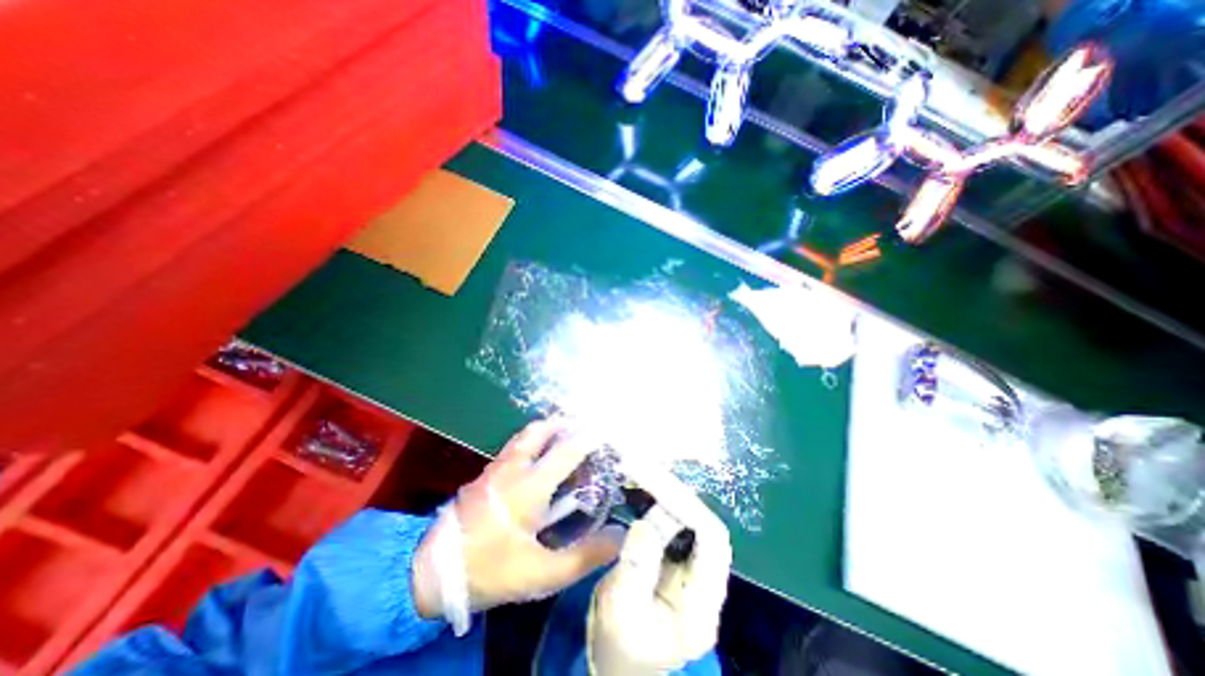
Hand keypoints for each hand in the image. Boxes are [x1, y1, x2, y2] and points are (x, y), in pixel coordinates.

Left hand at [413, 422, 619, 621]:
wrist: (429, 572)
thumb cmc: (490, 570)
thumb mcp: (542, 573)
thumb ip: (584, 555)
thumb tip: (620, 535)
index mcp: (530, 486)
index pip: (567, 451)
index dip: (588, 439)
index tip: (605, 433)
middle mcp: (513, 468)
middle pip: (540, 431)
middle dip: (562, 424)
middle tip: (581, 428)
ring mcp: (495, 468)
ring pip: (524, 436)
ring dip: (545, 430)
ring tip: (562, 436)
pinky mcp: (483, 475)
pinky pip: (513, 447)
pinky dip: (530, 441)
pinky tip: (535, 457)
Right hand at [585, 467, 727, 672]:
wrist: (616, 659)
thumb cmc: (619, 644)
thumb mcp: (621, 613)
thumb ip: (635, 570)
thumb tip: (644, 523)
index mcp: (702, 604)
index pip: (712, 540)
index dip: (688, 507)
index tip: (656, 485)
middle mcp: (703, 579)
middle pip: (701, 522)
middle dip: (673, 491)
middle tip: (641, 467)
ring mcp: (690, 565)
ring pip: (687, 516)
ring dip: (664, 490)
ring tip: (639, 469)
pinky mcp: (674, 554)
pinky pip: (670, 518)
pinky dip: (656, 498)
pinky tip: (640, 484)